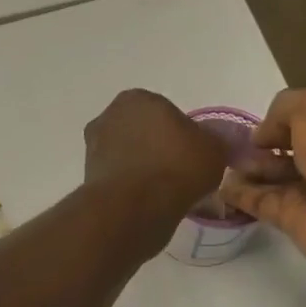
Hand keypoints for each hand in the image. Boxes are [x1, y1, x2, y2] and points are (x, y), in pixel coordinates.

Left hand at [83, 89, 230, 221]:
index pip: (165, 113)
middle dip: (158, 149)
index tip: (192, 155)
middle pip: (143, 133)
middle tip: (180, 174)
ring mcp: (94, 147)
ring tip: (165, 193)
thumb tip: (217, 140)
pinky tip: (147, 204)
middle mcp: (109, 116)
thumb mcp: (214, 149)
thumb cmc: (176, 166)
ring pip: (128, 156)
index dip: (181, 134)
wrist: (134, 207)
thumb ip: (216, 140)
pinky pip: (119, 179)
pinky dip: (131, 188)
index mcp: (138, 99)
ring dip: (142, 169)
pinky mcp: (88, 177)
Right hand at [220, 88, 305, 267]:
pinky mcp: (291, 219)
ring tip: (221, 165)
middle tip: (232, 147)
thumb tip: (261, 136)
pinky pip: (260, 203)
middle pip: (287, 152)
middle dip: (260, 148)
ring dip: (247, 170)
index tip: (257, 127)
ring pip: (271, 178)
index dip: (280, 122)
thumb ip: (282, 109)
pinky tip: (219, 187)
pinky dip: (239, 195)